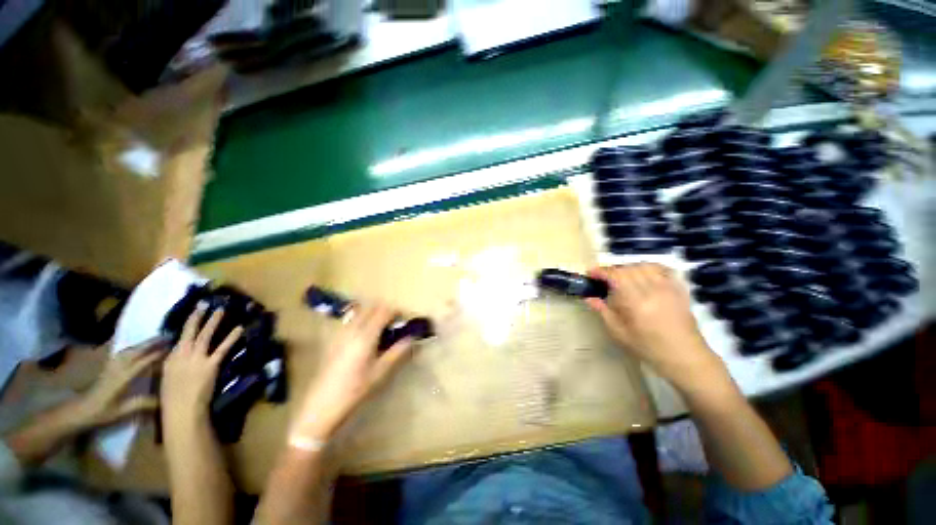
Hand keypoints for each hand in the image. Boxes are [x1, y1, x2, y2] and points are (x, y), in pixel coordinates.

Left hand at [73, 340, 164, 430]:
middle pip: (136, 351)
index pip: (143, 361)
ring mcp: (112, 366)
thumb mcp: (121, 412)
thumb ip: (141, 404)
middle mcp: (118, 368)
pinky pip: (123, 353)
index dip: (158, 354)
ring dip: (144, 343)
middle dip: (152, 343)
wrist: (80, 411)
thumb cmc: (101, 413)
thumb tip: (163, 399)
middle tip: (168, 336)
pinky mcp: (109, 367)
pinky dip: (134, 347)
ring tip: (157, 339)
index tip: (173, 347)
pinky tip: (139, 347)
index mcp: (122, 377)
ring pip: (129, 350)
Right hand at [161, 305, 243, 433]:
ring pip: (205, 335)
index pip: (178, 340)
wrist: (181, 412)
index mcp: (169, 361)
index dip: (187, 326)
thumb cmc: (173, 401)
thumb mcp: (168, 381)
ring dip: (213, 321)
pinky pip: (223, 348)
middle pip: (189, 332)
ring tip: (221, 309)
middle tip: (204, 303)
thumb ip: (176, 367)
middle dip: (197, 317)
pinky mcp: (210, 365)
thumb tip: (181, 358)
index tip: (193, 315)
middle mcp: (181, 356)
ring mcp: (196, 359)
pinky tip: (239, 328)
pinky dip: (231, 338)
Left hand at [291, 303, 414, 443]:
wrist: (322, 405)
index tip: (405, 320)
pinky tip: (366, 336)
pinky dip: (363, 320)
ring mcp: (341, 332)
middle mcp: (352, 329)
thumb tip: (412, 337)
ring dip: (374, 314)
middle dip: (385, 311)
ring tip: (382, 329)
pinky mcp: (334, 338)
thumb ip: (398, 351)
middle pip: (372, 307)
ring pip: (361, 312)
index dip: (396, 312)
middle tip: (395, 323)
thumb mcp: (381, 372)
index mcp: (366, 336)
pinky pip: (351, 320)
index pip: (384, 312)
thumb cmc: (355, 389)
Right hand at [586, 263, 727, 392]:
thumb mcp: (619, 333)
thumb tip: (588, 297)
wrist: (684, 356)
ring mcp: (668, 288)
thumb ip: (603, 312)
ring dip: (629, 268)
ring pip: (645, 266)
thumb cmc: (648, 347)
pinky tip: (644, 275)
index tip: (590, 273)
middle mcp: (652, 290)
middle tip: (604, 279)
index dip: (601, 271)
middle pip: (629, 268)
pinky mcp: (678, 289)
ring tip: (623, 277)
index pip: (615, 275)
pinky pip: (663, 269)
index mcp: (636, 301)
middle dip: (613, 270)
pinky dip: (649, 267)